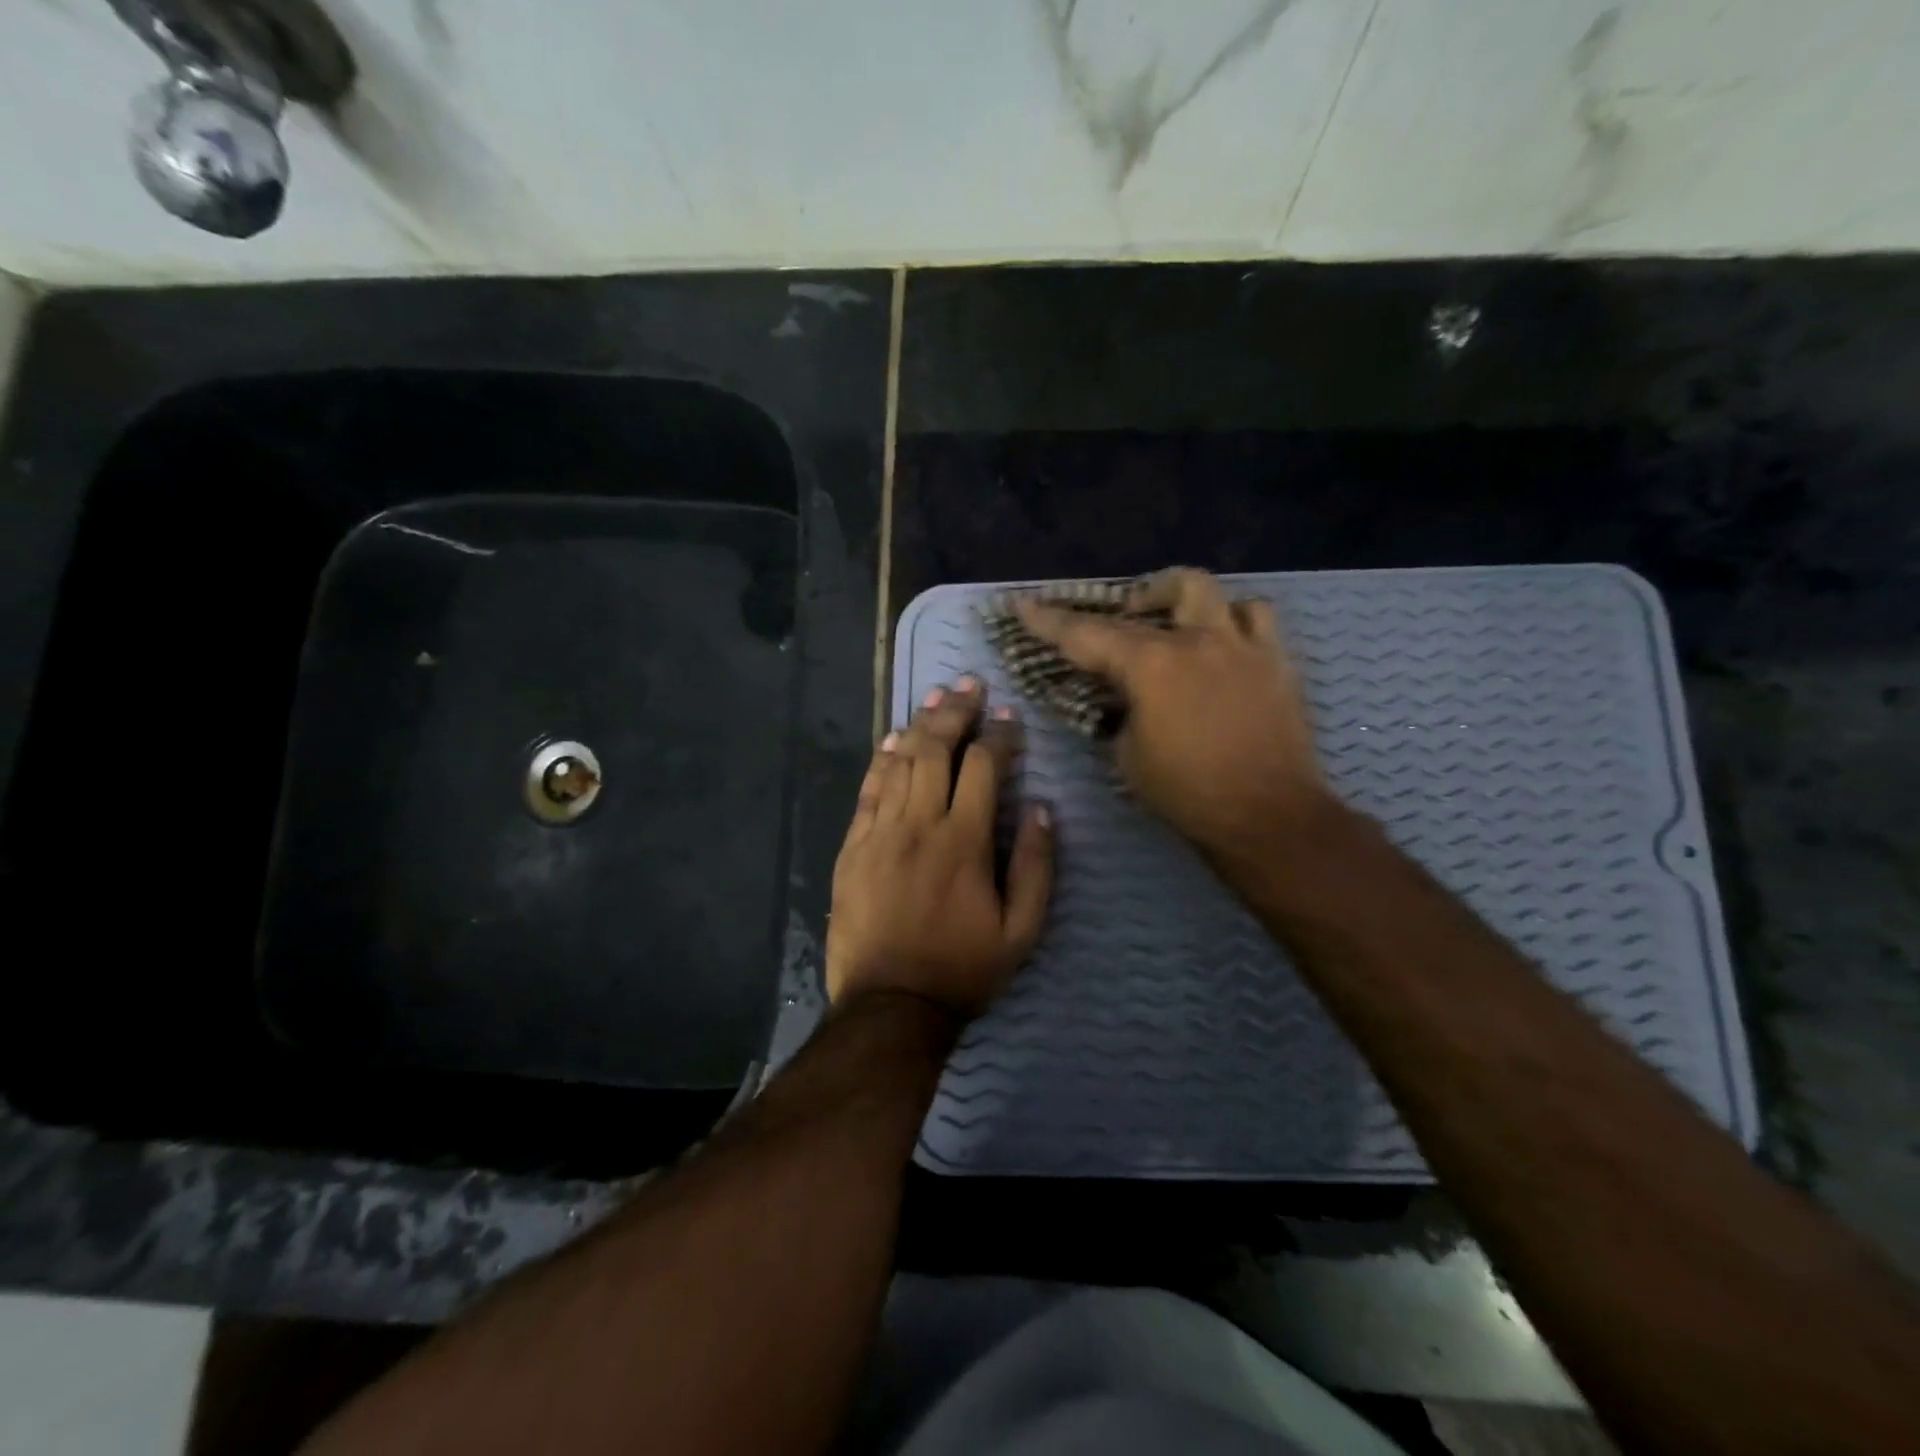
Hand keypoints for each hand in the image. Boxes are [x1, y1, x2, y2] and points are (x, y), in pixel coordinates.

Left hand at [827, 676, 1054, 1016]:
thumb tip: (1040, 809)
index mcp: (964, 841)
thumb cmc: (963, 969)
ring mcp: (880, 833)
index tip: (1009, 716)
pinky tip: (891, 740)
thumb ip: (1035, 867)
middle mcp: (919, 824)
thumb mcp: (1021, 931)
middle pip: (936, 750)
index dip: (998, 736)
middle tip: (968, 684)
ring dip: (919, 726)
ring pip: (899, 762)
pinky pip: (867, 791)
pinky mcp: (853, 847)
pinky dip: (881, 761)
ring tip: (935, 699)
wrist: (891, 1006)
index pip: (983, 768)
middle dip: (954, 712)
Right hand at [1017, 568, 1334, 862]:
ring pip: (1211, 591)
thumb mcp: (1127, 756)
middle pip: (1157, 593)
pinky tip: (1223, 642)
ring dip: (1183, 598)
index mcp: (1151, 665)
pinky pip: (1257, 617)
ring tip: (1175, 621)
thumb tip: (1121, 699)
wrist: (1267, 817)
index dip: (1049, 620)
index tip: (1024, 604)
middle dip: (1128, 599)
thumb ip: (1118, 715)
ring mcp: (1242, 645)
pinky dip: (1233, 619)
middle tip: (1120, 615)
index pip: (1087, 634)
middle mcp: (1197, 641)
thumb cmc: (1188, 793)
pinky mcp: (1276, 661)